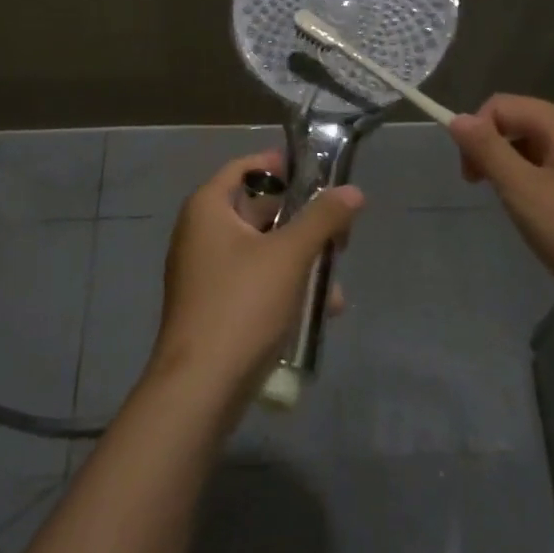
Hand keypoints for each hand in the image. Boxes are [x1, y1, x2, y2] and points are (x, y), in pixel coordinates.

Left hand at [148, 152, 363, 406]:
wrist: (200, 388)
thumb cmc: (241, 305)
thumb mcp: (289, 255)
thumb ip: (322, 219)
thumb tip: (353, 191)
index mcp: (208, 208)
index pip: (244, 167)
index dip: (279, 164)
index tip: (317, 170)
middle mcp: (201, 233)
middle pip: (257, 208)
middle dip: (301, 218)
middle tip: (339, 226)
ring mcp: (207, 272)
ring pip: (262, 249)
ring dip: (300, 257)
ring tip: (336, 275)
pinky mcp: (217, 306)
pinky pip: (256, 281)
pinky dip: (286, 285)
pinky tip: (322, 308)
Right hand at [449, 94, 553, 330]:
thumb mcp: (524, 192)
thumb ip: (488, 150)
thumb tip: (458, 118)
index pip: (502, 105)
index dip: (476, 133)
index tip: (471, 179)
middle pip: (523, 123)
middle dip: (496, 152)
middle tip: (491, 196)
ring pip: (543, 150)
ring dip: (519, 172)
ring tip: (523, 214)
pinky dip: (544, 187)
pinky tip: (552, 223)